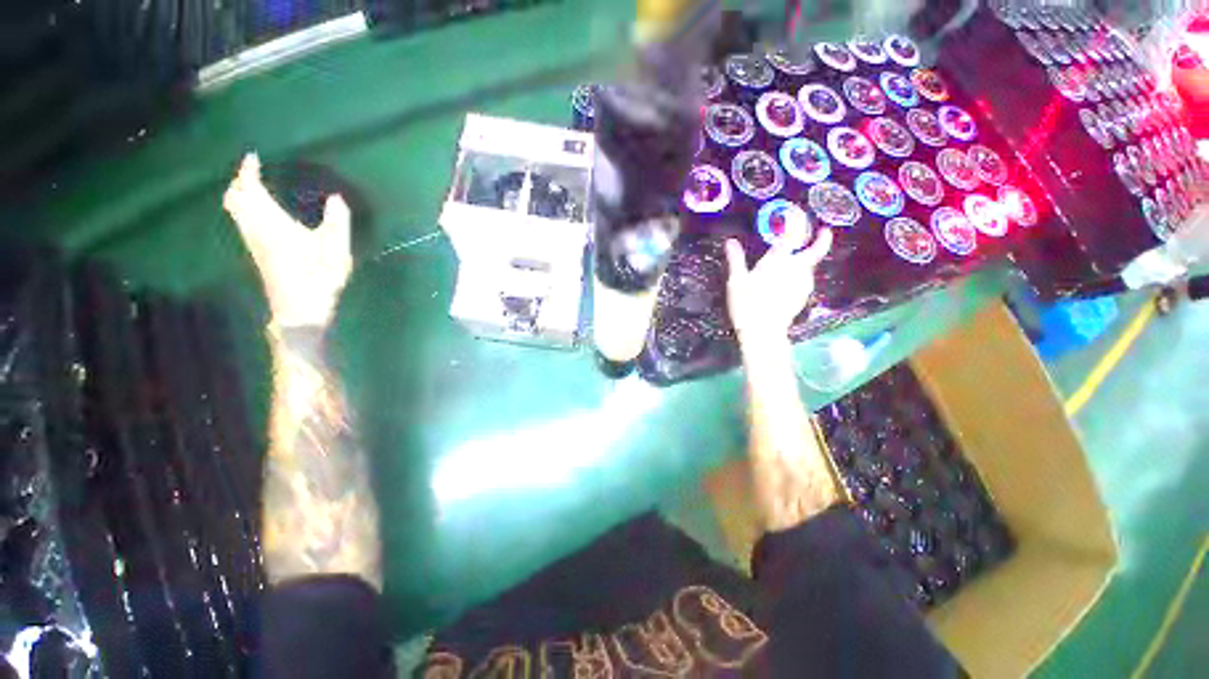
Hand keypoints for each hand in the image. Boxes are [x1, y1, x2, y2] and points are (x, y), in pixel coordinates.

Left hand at [223, 153, 352, 327]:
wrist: (300, 309)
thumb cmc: (318, 276)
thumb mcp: (336, 248)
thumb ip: (337, 221)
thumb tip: (336, 198)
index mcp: (271, 222)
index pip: (250, 189)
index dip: (248, 171)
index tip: (253, 157)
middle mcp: (255, 229)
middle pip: (234, 199)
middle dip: (239, 182)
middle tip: (252, 173)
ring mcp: (254, 243)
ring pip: (236, 212)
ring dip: (241, 196)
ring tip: (255, 189)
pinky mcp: (259, 255)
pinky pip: (243, 223)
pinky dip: (246, 210)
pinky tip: (261, 215)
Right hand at [724, 230, 832, 344]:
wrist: (763, 331)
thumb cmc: (747, 304)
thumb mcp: (736, 281)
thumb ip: (736, 260)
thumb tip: (730, 242)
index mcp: (777, 261)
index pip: (791, 236)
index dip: (796, 222)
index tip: (797, 214)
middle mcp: (794, 269)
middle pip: (814, 251)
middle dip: (821, 240)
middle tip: (824, 231)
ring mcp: (802, 284)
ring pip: (809, 267)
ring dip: (806, 260)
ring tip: (797, 260)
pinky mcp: (803, 297)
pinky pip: (805, 280)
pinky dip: (801, 276)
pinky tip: (791, 282)